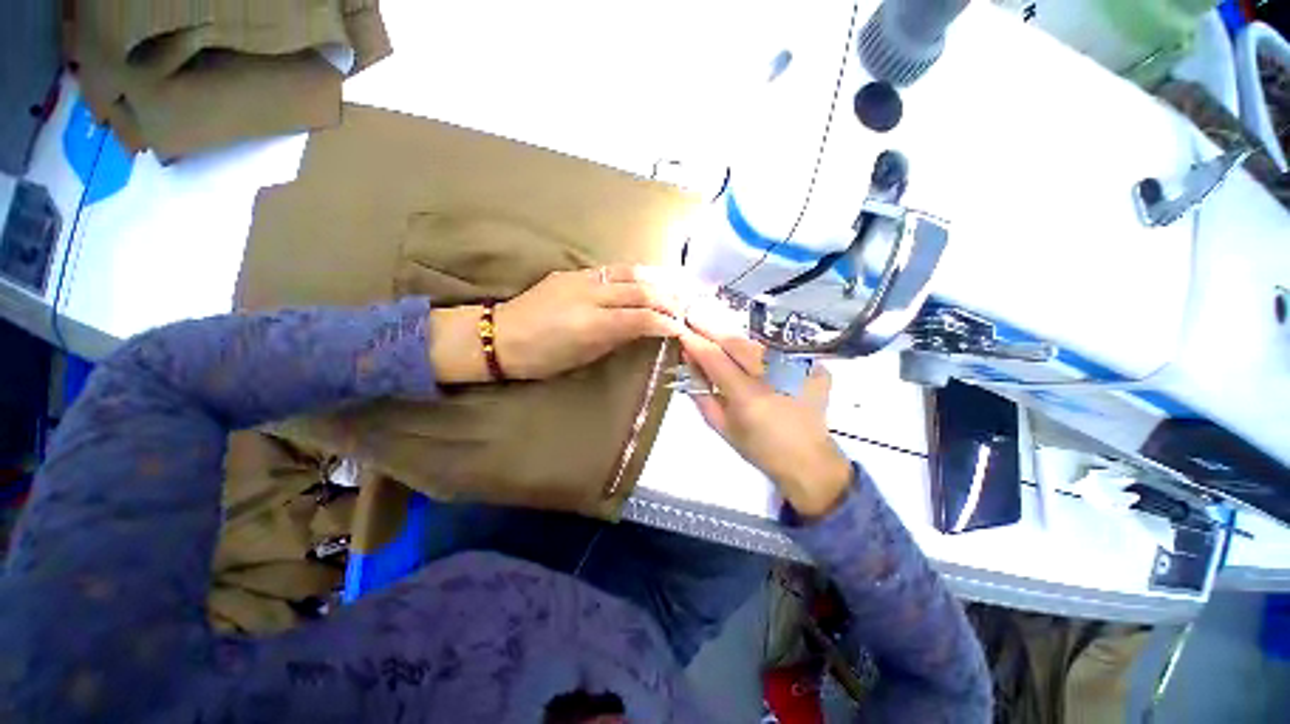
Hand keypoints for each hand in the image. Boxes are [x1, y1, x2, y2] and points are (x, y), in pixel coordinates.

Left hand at [430, 265, 685, 383]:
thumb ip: (615, 338)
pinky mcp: (572, 272)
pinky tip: (645, 277)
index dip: (665, 321)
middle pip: (639, 289)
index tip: (682, 326)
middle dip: (668, 297)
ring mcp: (580, 278)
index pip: (640, 317)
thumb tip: (642, 327)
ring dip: (656, 278)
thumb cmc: (542, 358)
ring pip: (628, 272)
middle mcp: (589, 295)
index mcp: (591, 324)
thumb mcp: (583, 356)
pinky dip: (634, 274)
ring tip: (675, 285)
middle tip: (686, 304)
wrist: (501, 335)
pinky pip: (612, 270)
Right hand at [678, 318, 851, 517]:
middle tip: (694, 316)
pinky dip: (759, 349)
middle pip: (736, 342)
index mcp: (748, 397)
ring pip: (756, 343)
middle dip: (712, 327)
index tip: (681, 329)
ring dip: (733, 337)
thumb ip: (701, 392)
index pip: (715, 358)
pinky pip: (777, 350)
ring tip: (717, 333)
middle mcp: (774, 377)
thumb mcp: (721, 426)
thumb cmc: (758, 448)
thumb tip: (688, 360)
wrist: (808, 460)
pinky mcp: (814, 367)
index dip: (696, 342)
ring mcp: (798, 369)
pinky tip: (750, 354)